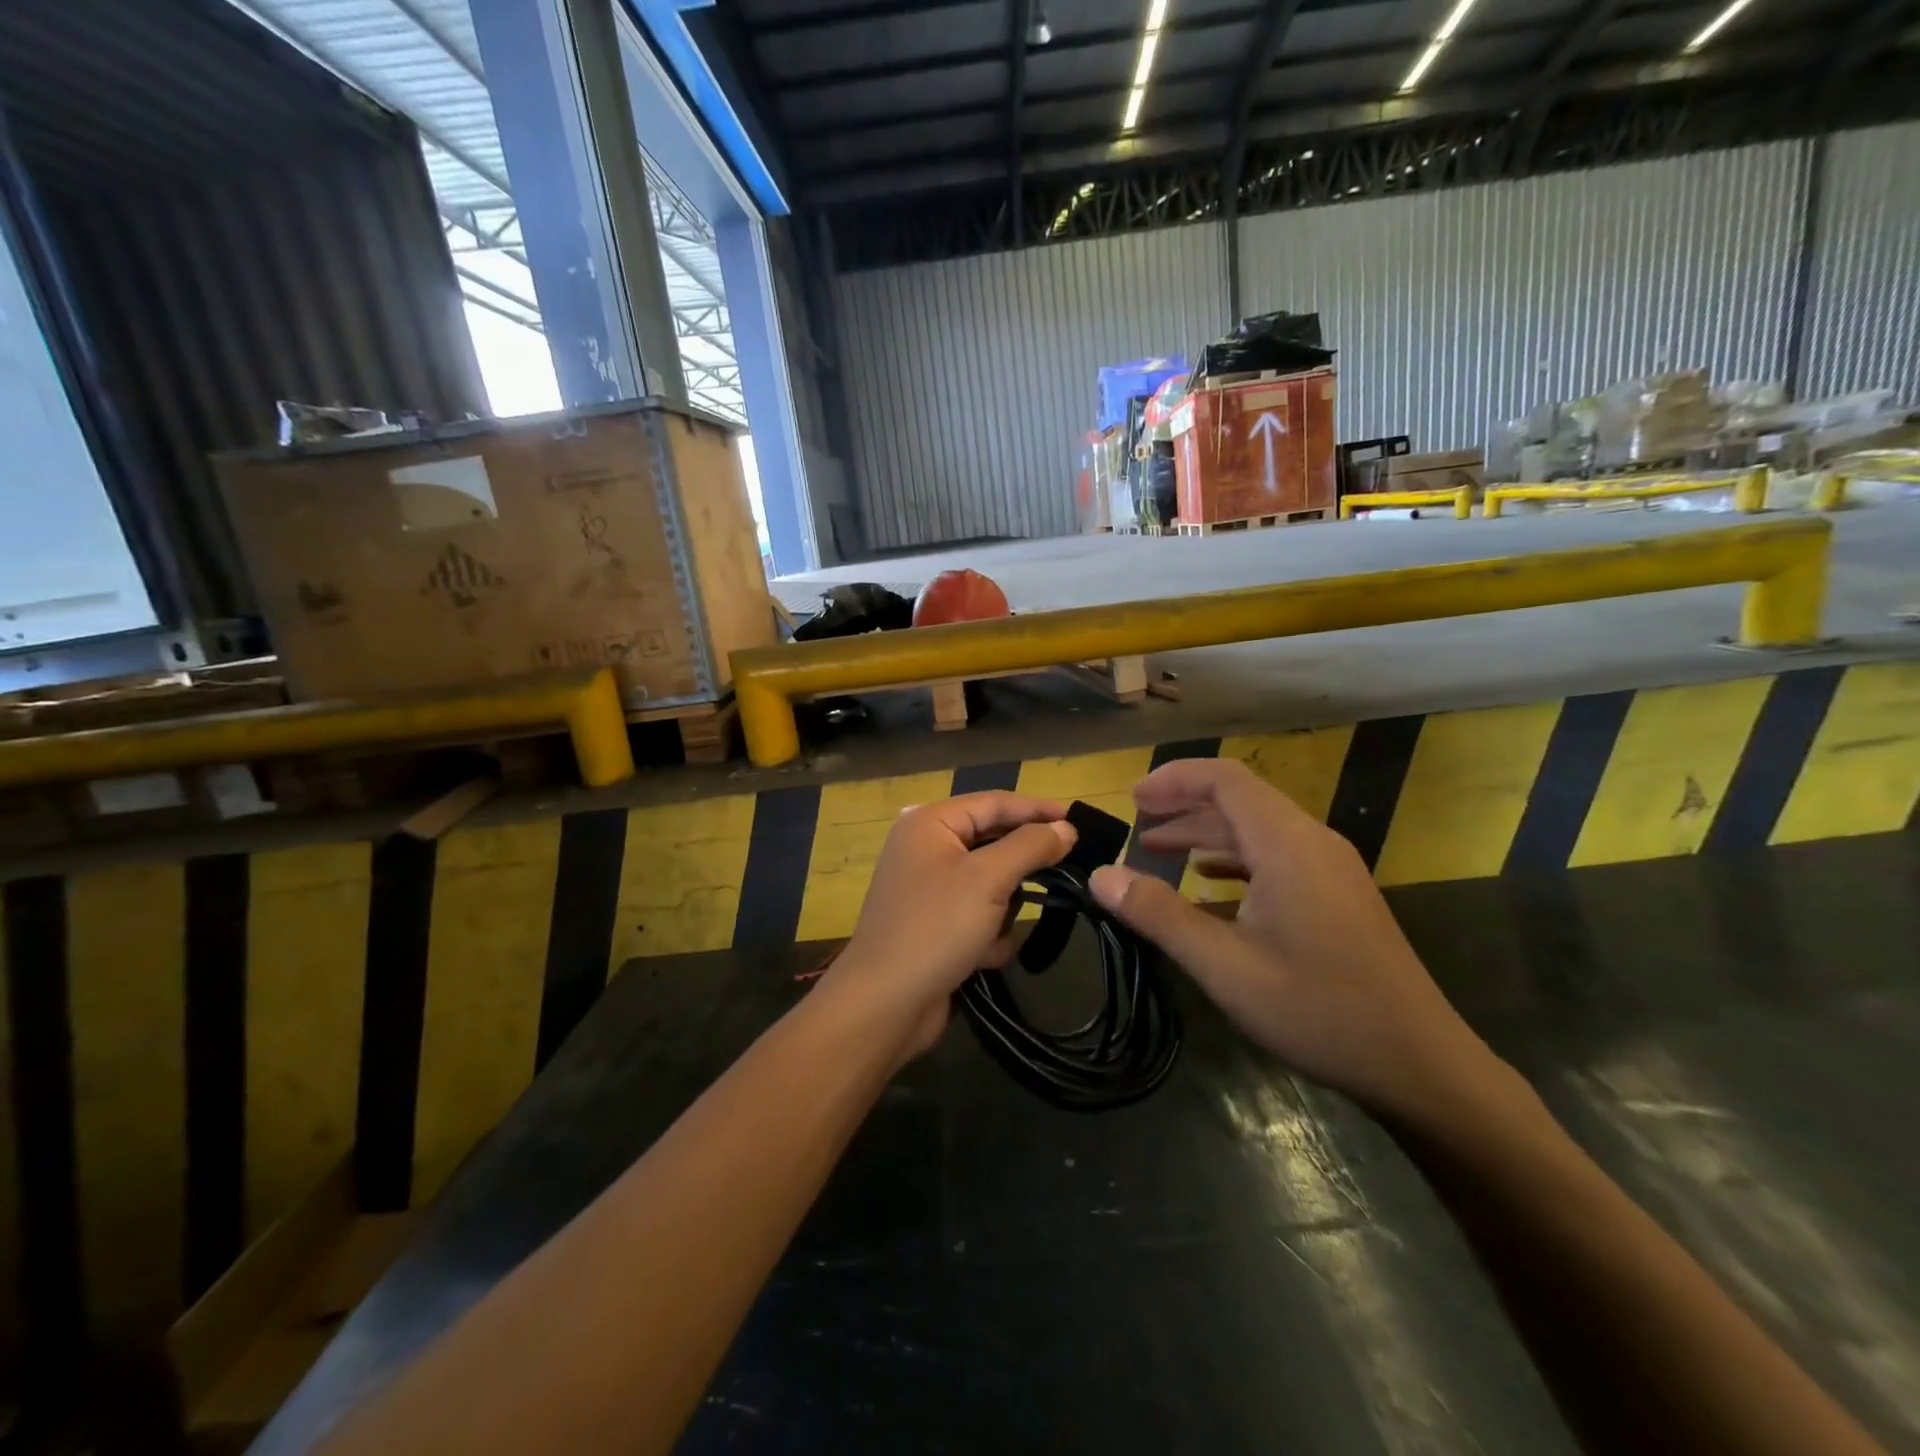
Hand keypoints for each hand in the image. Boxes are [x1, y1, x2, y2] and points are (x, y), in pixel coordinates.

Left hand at [820, 792, 1076, 1057]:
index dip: (1038, 809)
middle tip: (1069, 869)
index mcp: (930, 823)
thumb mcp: (989, 879)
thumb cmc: (936, 928)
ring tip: (1004, 927)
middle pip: (993, 842)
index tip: (1079, 821)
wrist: (885, 1005)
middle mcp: (926, 848)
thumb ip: (1030, 846)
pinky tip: (985, 957)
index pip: (995, 802)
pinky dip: (988, 934)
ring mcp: (929, 888)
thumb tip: (1065, 828)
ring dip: (1004, 908)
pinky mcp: (935, 925)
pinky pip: (978, 914)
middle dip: (1023, 866)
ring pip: (991, 883)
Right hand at [1088, 758, 1490, 1120]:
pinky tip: (1210, 882)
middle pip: (1241, 799)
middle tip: (1137, 821)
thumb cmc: (1317, 1008)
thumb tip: (1102, 876)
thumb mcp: (1224, 965)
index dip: (1174, 779)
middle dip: (1185, 803)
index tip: (1132, 798)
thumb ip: (1159, 914)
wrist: (1419, 1063)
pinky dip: (1234, 858)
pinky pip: (1277, 855)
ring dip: (1207, 832)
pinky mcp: (1337, 894)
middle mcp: (1312, 841)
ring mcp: (1330, 868)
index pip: (1225, 780)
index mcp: (1287, 844)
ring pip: (1258, 828)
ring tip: (1160, 850)